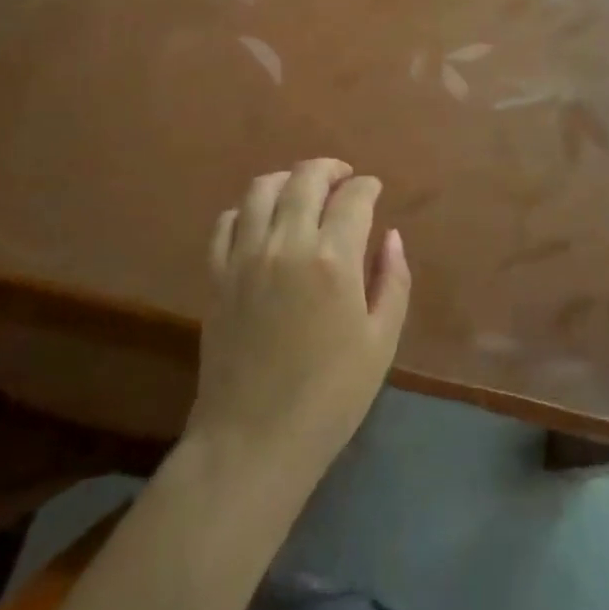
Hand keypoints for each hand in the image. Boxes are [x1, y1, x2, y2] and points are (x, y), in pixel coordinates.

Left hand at [187, 160, 410, 491]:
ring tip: (303, 191)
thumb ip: (392, 280)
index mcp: (333, 259)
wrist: (253, 441)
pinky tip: (262, 221)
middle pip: (306, 178)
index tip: (374, 190)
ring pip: (262, 189)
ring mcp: (245, 256)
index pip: (354, 197)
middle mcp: (287, 243)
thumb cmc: (329, 397)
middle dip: (330, 169)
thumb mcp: (380, 342)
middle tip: (343, 179)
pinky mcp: (216, 274)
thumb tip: (391, 236)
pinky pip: (227, 221)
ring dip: (288, 179)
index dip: (368, 186)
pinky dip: (248, 209)